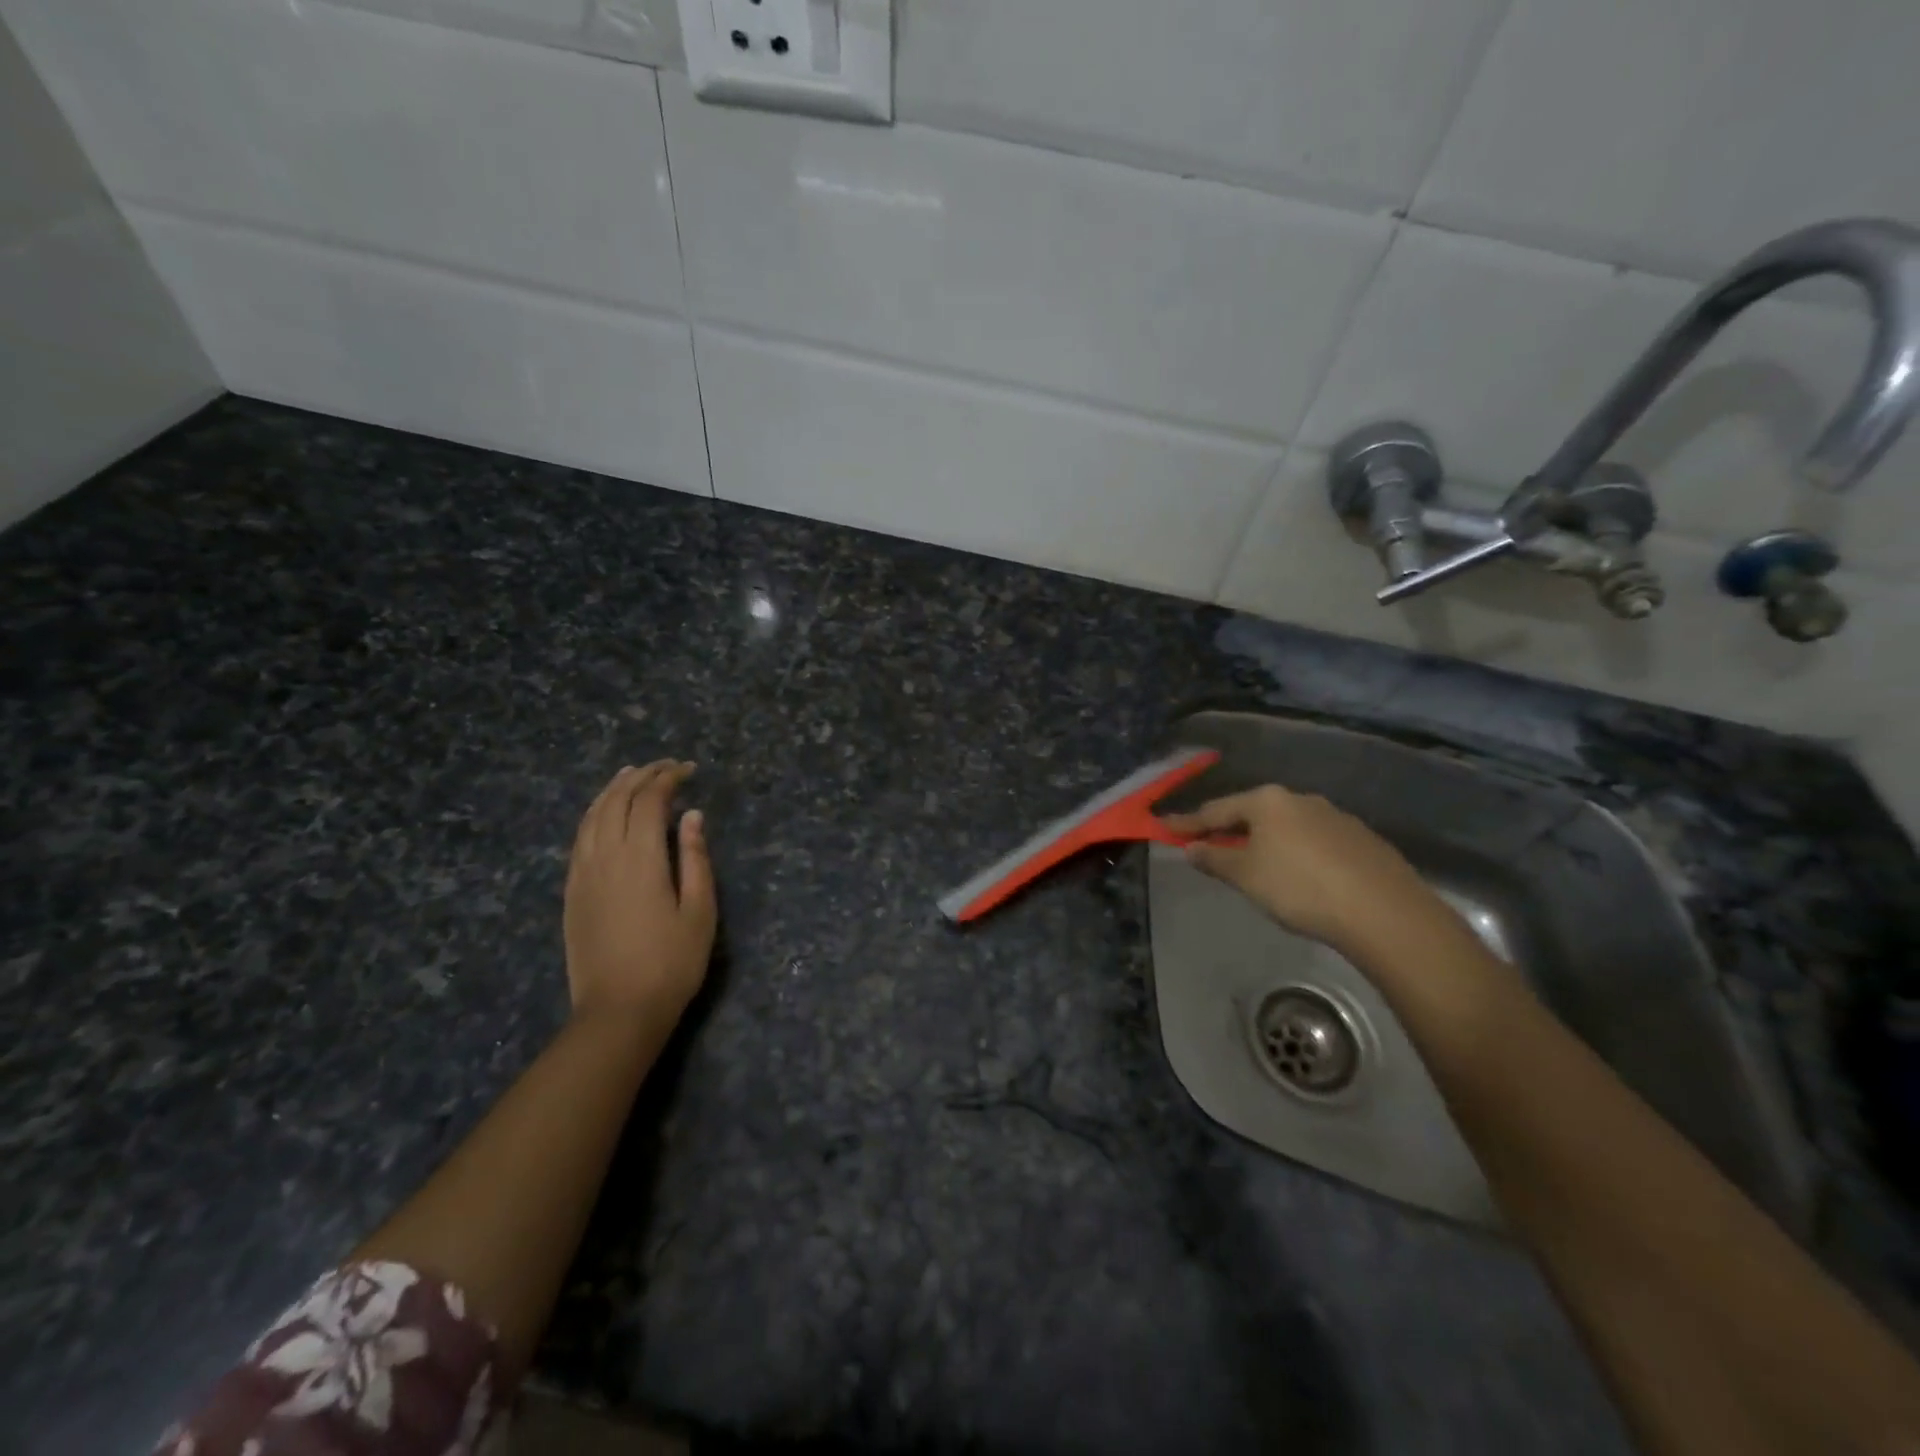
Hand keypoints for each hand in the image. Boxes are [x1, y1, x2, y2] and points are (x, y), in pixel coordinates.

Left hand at [563, 761, 715, 1024]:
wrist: (618, 1011)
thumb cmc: (671, 963)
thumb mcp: (699, 911)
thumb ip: (696, 858)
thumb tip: (692, 816)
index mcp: (641, 858)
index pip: (650, 801)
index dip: (668, 778)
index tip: (689, 770)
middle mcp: (606, 856)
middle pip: (617, 800)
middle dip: (641, 776)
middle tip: (666, 767)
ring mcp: (583, 873)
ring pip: (592, 815)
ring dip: (613, 789)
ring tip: (631, 775)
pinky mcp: (572, 891)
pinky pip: (579, 838)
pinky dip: (593, 814)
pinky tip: (603, 813)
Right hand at [1163, 785, 1448, 958]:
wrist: (1384, 912)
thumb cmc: (1300, 888)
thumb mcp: (1245, 876)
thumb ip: (1214, 859)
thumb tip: (1191, 848)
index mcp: (1267, 801)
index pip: (1216, 810)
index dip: (1187, 823)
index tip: (1164, 827)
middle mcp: (1299, 799)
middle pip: (1252, 813)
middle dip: (1228, 829)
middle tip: (1208, 844)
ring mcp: (1334, 816)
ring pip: (1286, 826)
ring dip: (1264, 840)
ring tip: (1254, 862)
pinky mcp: (1360, 839)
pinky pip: (1314, 841)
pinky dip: (1296, 852)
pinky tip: (1299, 874)